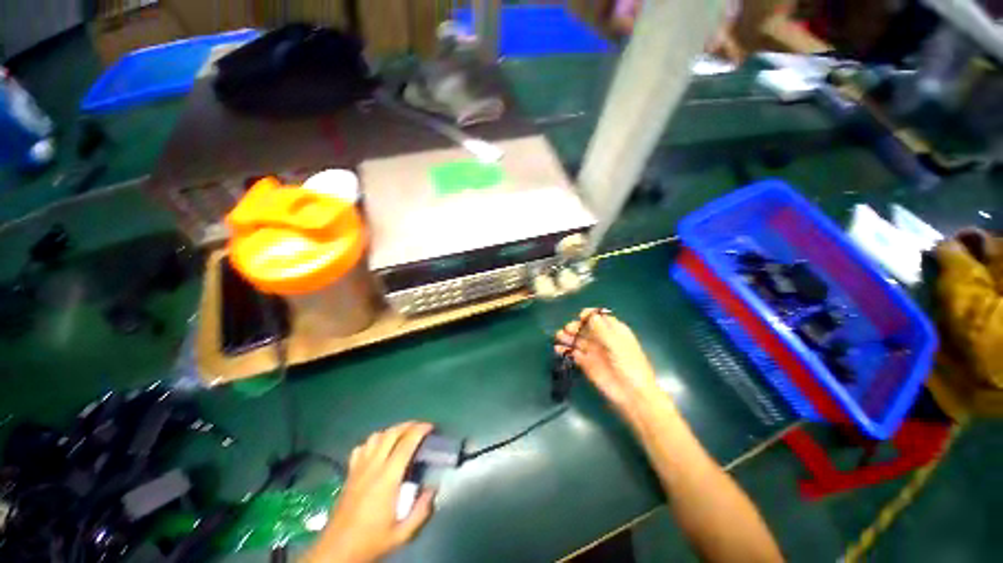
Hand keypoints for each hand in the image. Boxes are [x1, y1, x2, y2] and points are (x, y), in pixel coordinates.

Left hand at [308, 422, 435, 562]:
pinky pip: (362, 447)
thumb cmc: (371, 541)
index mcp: (387, 478)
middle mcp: (373, 467)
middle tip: (421, 428)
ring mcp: (358, 468)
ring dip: (392, 431)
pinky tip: (379, 449)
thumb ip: (421, 510)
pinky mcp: (349, 473)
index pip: (406, 443)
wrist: (337, 551)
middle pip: (391, 433)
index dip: (420, 430)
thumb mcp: (403, 533)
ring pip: (376, 436)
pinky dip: (373, 442)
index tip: (431, 427)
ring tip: (402, 435)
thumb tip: (432, 488)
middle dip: (408, 425)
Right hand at [555, 309, 667, 419]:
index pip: (598, 317)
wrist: (631, 394)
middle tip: (567, 330)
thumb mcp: (616, 344)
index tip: (581, 317)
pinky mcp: (586, 364)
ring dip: (567, 336)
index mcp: (613, 330)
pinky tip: (558, 349)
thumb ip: (601, 329)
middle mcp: (601, 338)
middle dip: (575, 326)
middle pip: (585, 327)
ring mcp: (593, 351)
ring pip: (577, 339)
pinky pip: (573, 353)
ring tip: (558, 336)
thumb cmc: (629, 365)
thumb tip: (589, 314)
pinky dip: (565, 350)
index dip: (589, 315)